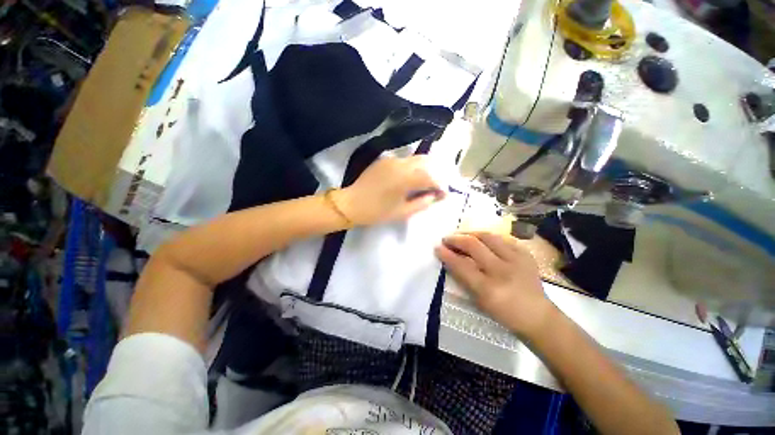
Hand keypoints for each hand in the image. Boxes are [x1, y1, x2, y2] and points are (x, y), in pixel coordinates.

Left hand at [335, 156, 444, 225]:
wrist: (351, 204)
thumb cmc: (377, 211)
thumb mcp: (403, 212)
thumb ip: (423, 202)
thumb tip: (436, 196)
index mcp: (405, 178)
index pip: (431, 176)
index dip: (441, 185)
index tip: (444, 194)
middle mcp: (400, 164)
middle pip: (427, 162)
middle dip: (437, 173)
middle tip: (438, 186)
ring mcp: (392, 159)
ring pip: (416, 159)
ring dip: (426, 168)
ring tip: (428, 182)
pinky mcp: (385, 159)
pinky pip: (405, 160)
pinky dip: (414, 167)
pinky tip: (413, 177)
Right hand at [435, 231, 556, 338]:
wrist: (538, 316)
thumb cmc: (504, 313)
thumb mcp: (479, 300)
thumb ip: (464, 278)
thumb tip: (450, 258)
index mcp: (489, 288)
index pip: (461, 265)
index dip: (446, 254)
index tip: (437, 248)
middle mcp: (502, 271)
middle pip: (474, 245)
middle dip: (456, 239)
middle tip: (446, 239)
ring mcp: (517, 260)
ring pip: (488, 236)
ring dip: (470, 233)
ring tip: (461, 235)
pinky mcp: (526, 254)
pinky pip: (503, 238)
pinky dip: (488, 236)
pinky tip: (481, 238)